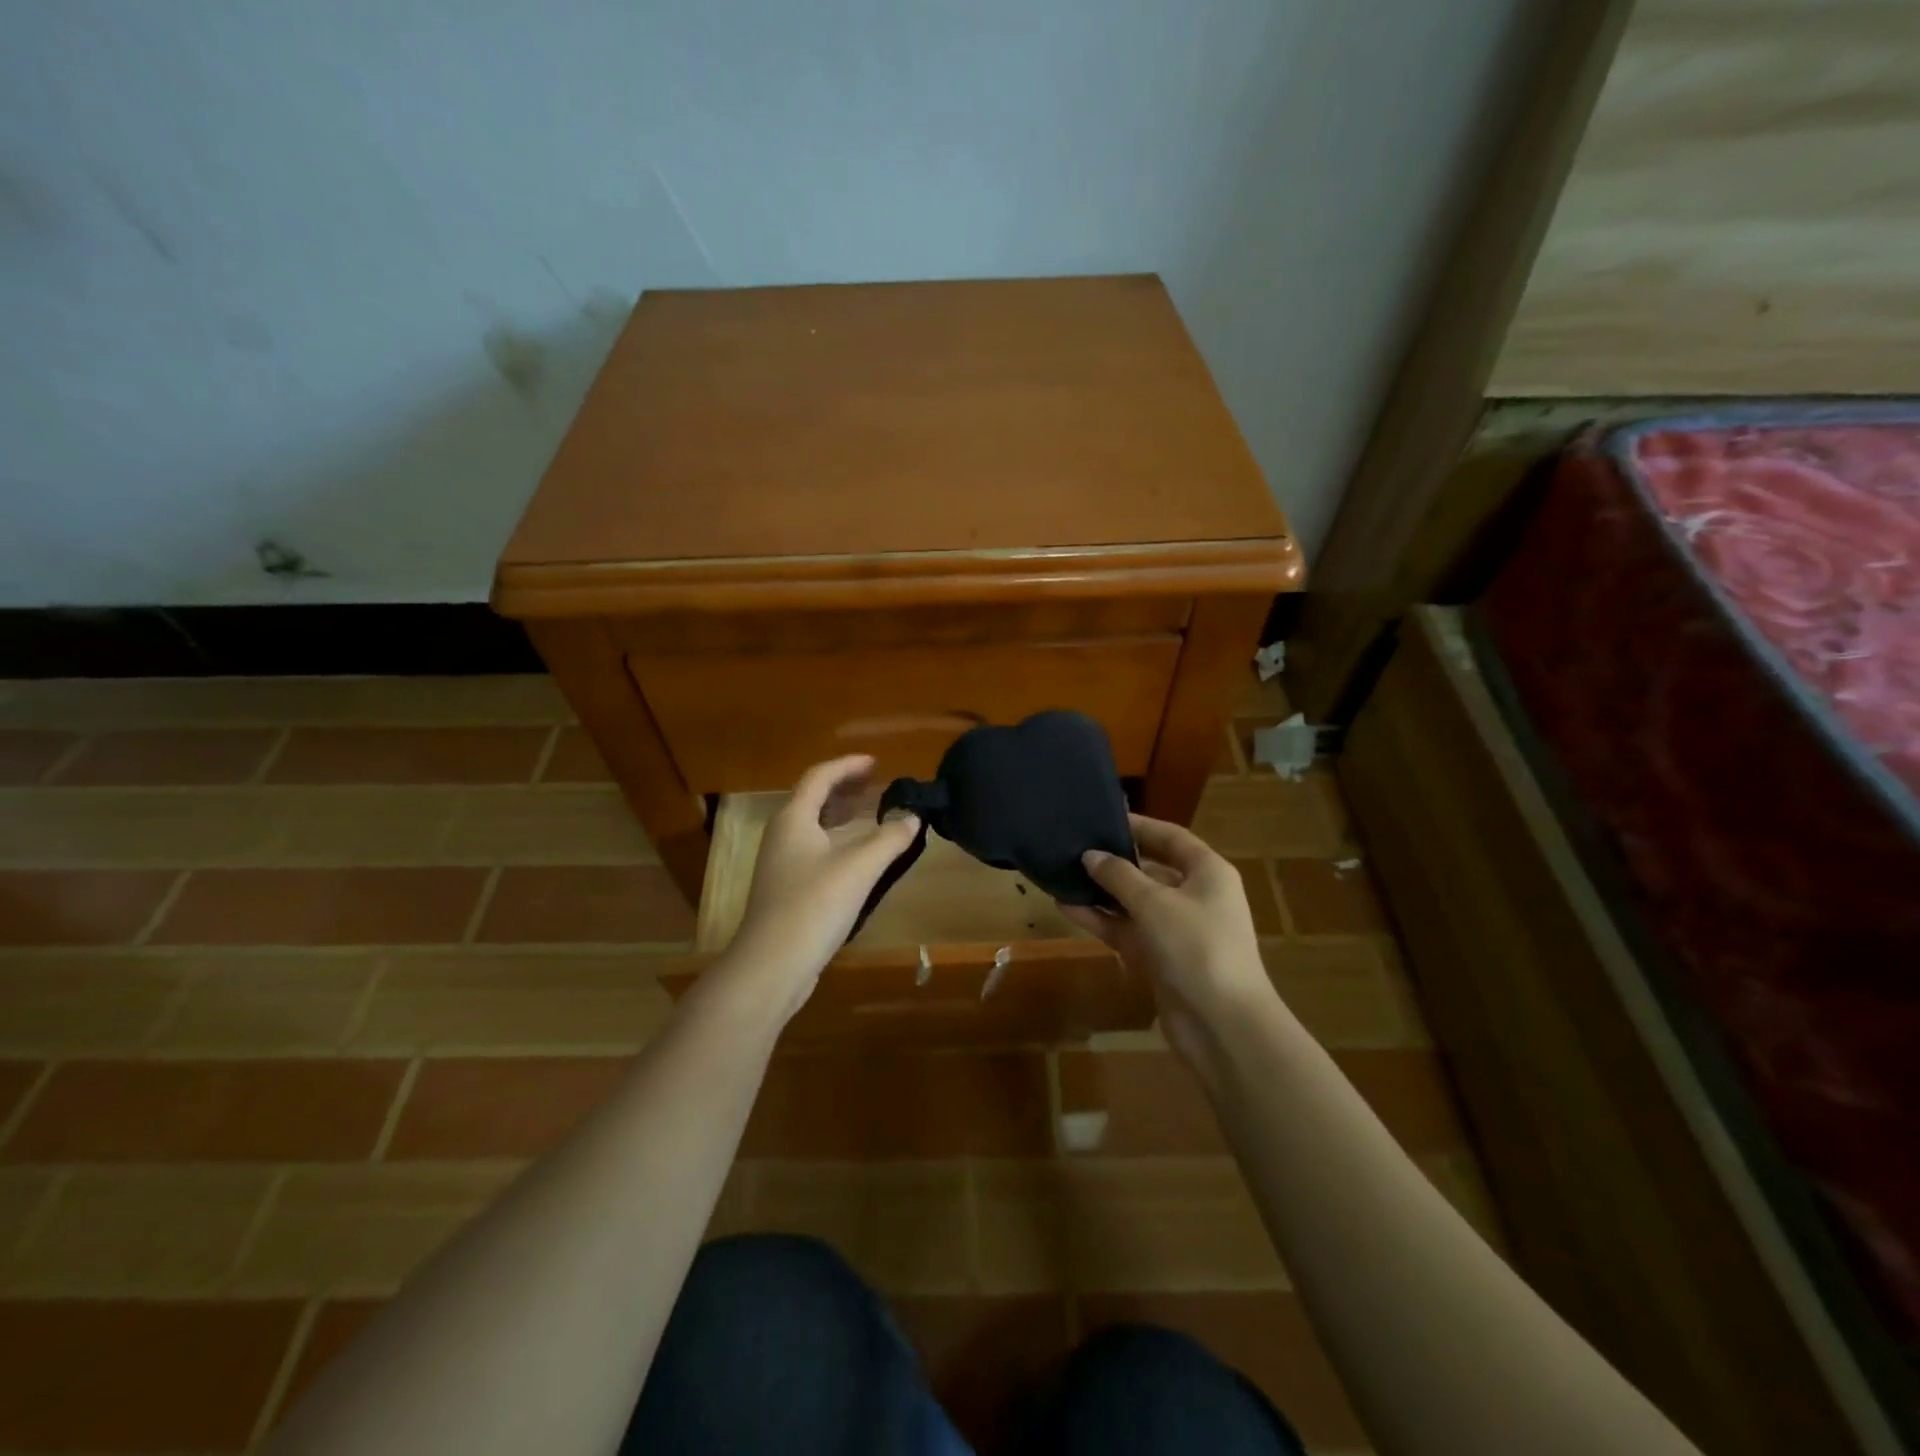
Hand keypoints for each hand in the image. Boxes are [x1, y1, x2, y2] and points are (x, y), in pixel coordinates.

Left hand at [722, 755, 920, 1022]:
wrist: (771, 966)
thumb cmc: (813, 906)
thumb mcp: (859, 869)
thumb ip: (889, 839)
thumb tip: (913, 817)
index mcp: (793, 819)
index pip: (819, 777)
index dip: (847, 765)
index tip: (876, 762)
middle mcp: (782, 835)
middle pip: (812, 799)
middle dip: (844, 787)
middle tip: (875, 783)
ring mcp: (780, 864)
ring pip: (812, 826)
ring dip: (840, 814)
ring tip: (869, 812)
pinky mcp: (785, 890)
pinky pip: (813, 849)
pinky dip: (836, 840)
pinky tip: (856, 856)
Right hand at [1059, 814, 1277, 1067]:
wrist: (1222, 1024)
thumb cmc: (1196, 947)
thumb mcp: (1154, 902)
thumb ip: (1119, 875)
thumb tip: (1090, 855)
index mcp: (1207, 872)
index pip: (1170, 837)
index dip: (1138, 825)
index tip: (1102, 817)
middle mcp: (1195, 896)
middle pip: (1150, 869)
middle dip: (1114, 861)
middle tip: (1075, 847)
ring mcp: (1177, 930)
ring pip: (1133, 903)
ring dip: (1102, 893)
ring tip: (1062, 876)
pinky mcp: (1160, 959)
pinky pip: (1127, 930)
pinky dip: (1102, 920)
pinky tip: (1068, 908)